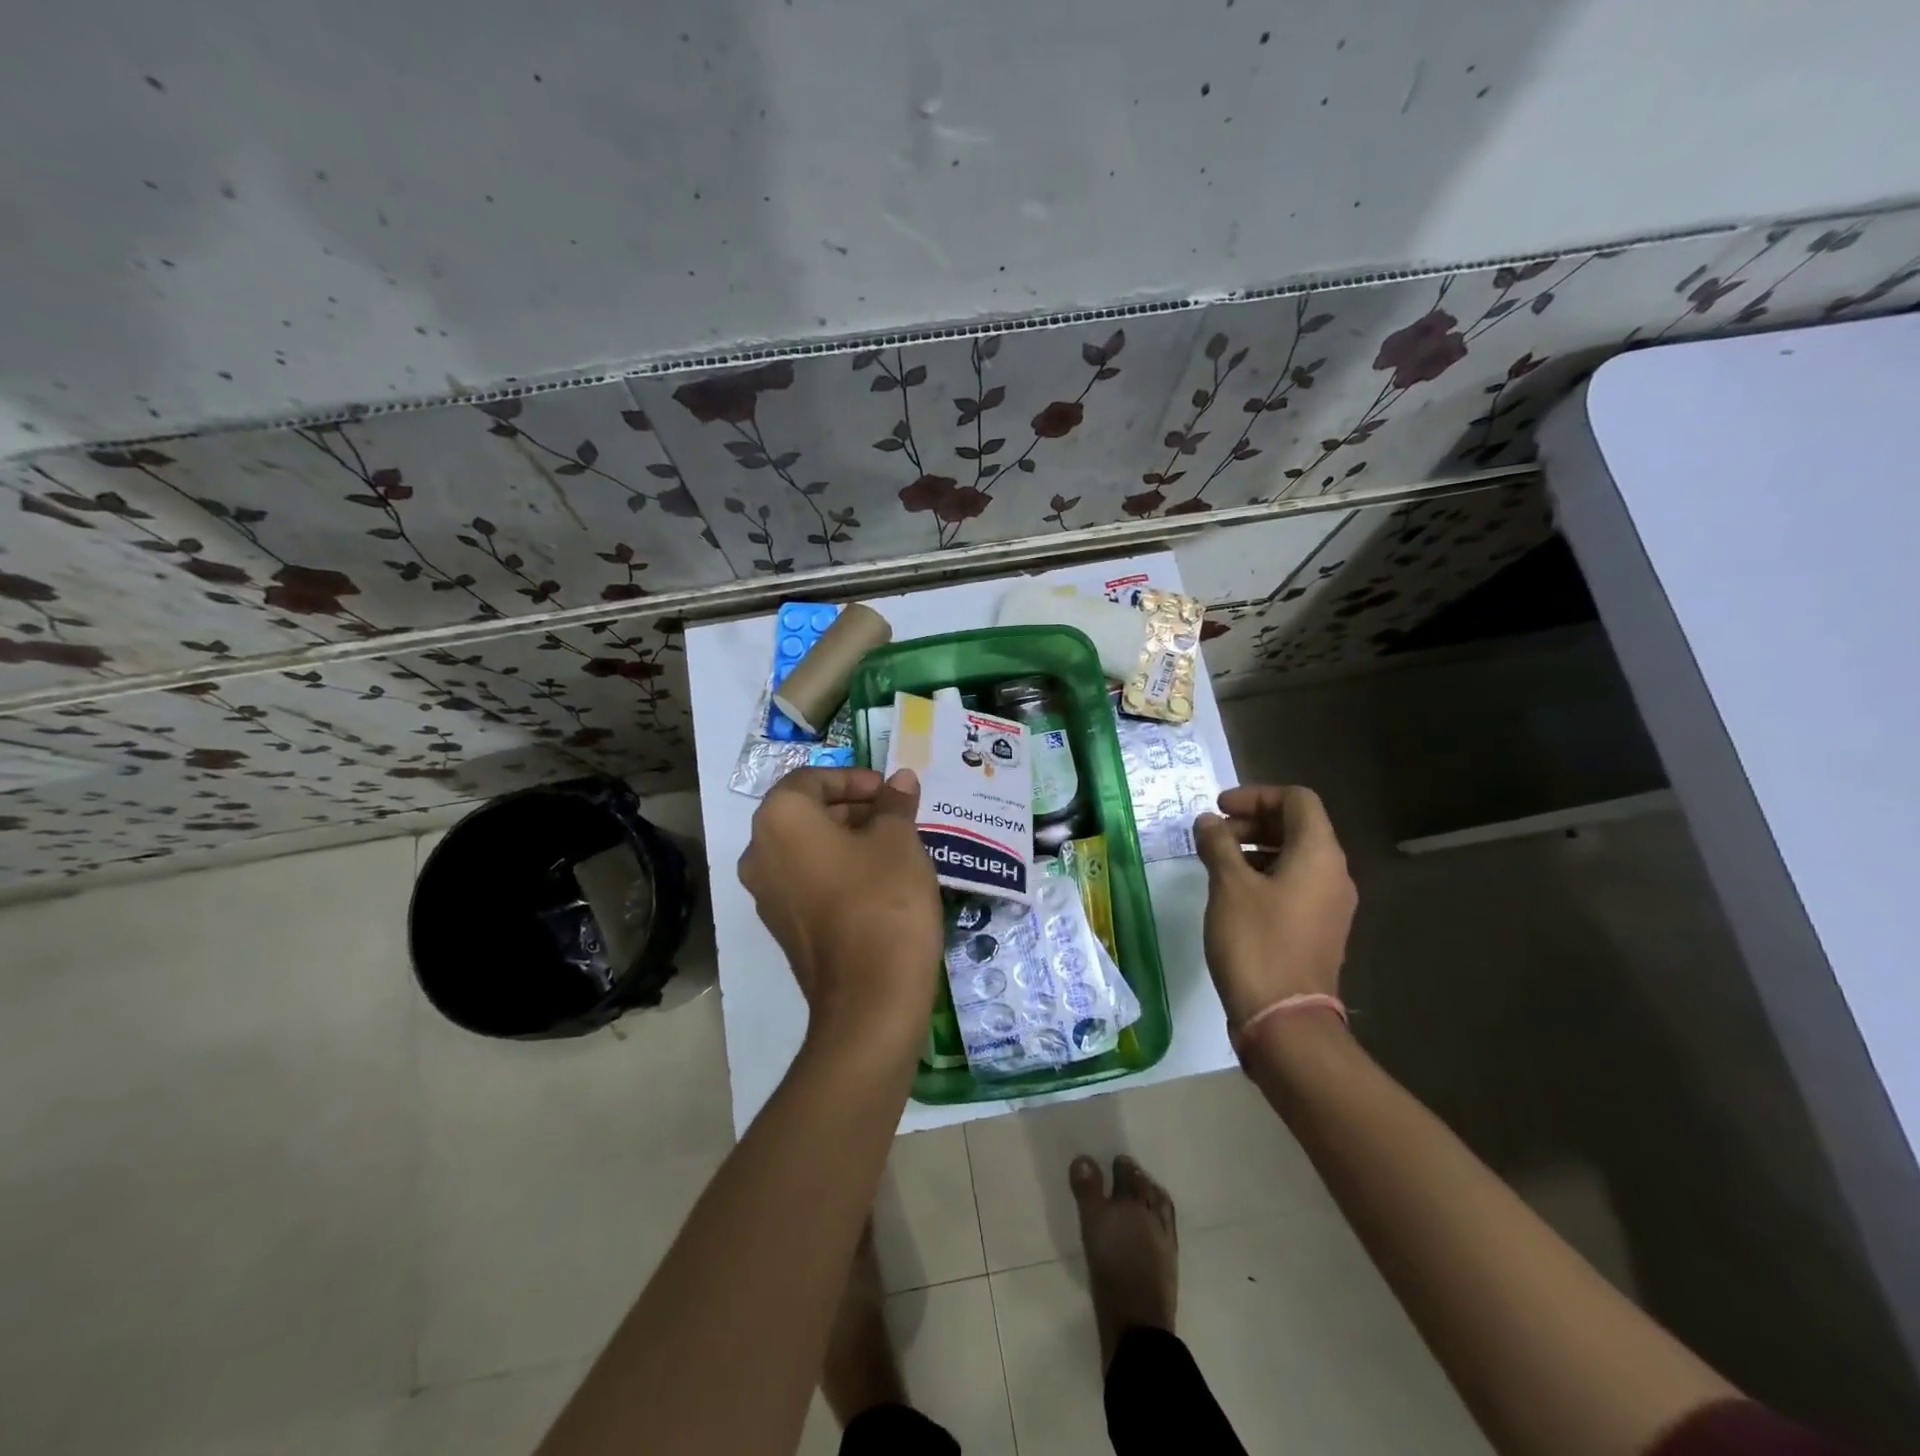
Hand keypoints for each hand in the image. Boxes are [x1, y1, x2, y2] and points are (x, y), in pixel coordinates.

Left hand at [738, 767, 941, 1054]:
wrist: (869, 996)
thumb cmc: (883, 899)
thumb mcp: (899, 840)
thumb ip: (895, 803)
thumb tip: (900, 780)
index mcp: (780, 820)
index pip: (811, 779)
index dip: (853, 778)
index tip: (888, 790)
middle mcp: (759, 852)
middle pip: (805, 812)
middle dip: (852, 807)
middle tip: (896, 814)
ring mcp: (766, 894)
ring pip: (806, 848)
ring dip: (846, 838)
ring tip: (893, 844)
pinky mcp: (782, 926)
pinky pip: (806, 880)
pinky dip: (836, 868)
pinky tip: (878, 880)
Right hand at [1193, 784, 1356, 1029]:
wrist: (1284, 1020)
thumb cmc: (1256, 942)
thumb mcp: (1228, 886)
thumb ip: (1218, 844)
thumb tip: (1208, 822)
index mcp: (1319, 855)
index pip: (1298, 800)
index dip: (1256, 795)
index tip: (1219, 809)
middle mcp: (1333, 875)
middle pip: (1298, 827)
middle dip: (1253, 822)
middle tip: (1214, 835)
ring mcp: (1329, 906)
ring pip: (1295, 857)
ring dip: (1256, 849)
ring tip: (1217, 863)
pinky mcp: (1318, 930)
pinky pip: (1294, 885)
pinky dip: (1264, 875)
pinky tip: (1232, 894)